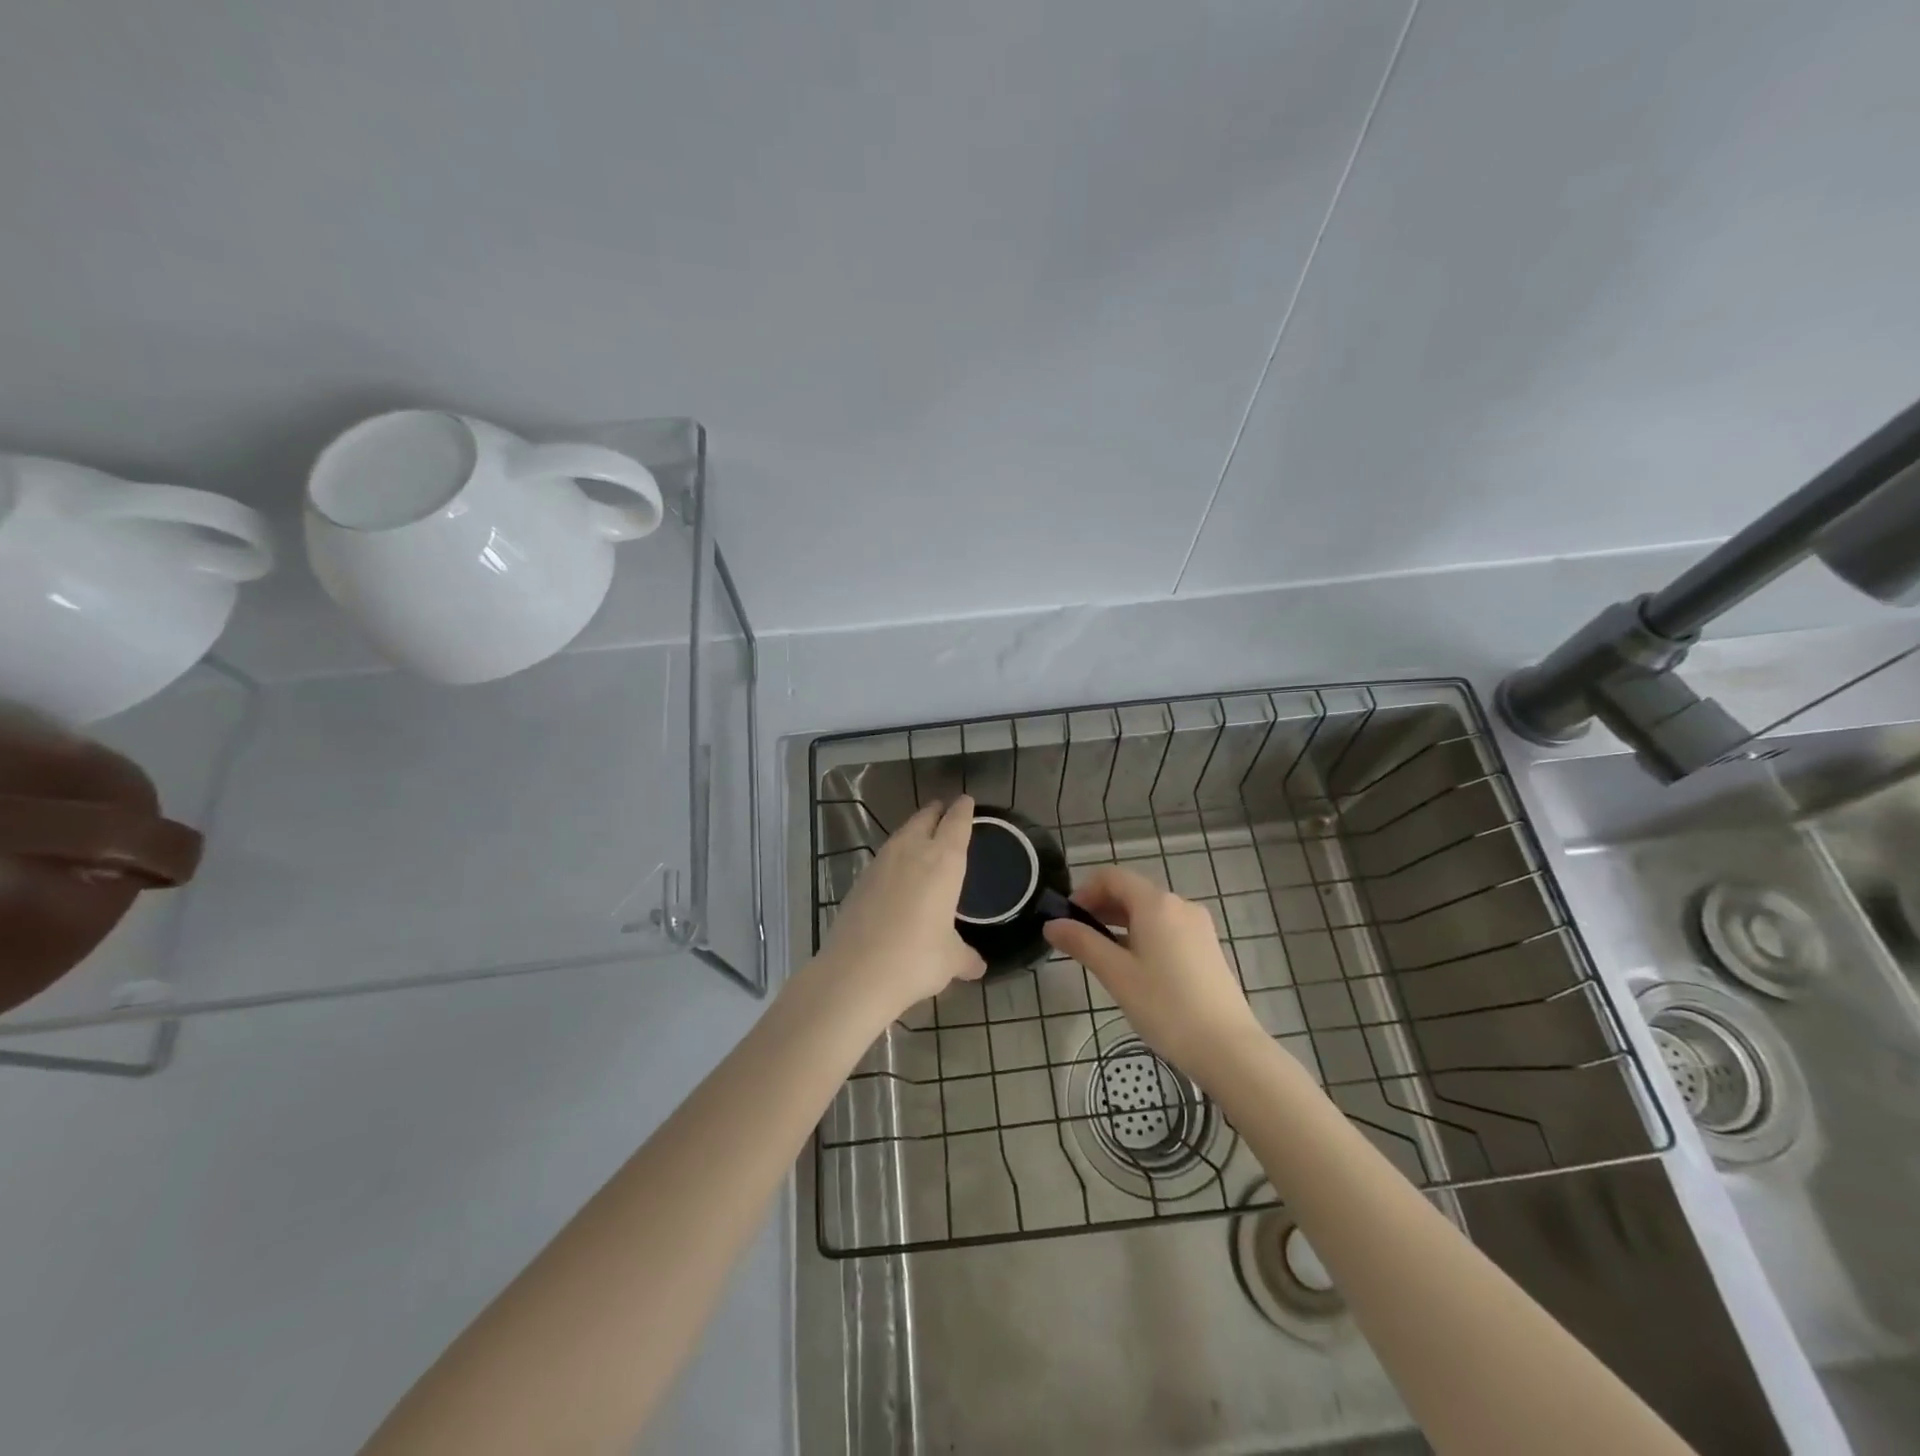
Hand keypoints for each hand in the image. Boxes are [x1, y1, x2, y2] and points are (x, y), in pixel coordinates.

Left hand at [815, 796, 985, 1023]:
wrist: (856, 973)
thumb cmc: (916, 959)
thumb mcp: (950, 960)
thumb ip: (965, 957)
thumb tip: (978, 967)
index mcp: (944, 862)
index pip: (957, 824)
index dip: (963, 810)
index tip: (966, 800)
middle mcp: (912, 852)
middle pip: (925, 818)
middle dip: (936, 811)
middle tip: (944, 809)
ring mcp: (881, 864)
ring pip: (901, 834)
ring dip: (913, 829)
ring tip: (922, 834)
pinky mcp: (860, 880)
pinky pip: (884, 857)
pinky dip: (895, 855)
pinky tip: (897, 871)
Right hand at [1043, 865, 1264, 1082]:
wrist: (1228, 1048)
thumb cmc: (1166, 1006)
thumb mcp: (1116, 974)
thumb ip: (1082, 943)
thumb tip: (1052, 924)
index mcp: (1156, 904)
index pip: (1112, 877)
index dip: (1084, 890)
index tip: (1066, 918)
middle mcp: (1180, 905)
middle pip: (1131, 891)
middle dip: (1100, 907)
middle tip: (1076, 937)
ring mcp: (1198, 926)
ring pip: (1149, 911)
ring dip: (1120, 922)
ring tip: (1101, 954)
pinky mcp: (1207, 947)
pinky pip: (1166, 927)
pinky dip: (1142, 934)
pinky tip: (1133, 965)